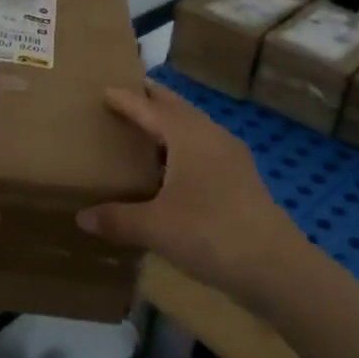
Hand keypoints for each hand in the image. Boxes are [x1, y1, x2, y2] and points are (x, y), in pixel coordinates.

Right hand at [77, 82, 310, 314]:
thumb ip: (117, 219)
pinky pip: (206, 148)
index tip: (104, 90)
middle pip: (176, 108)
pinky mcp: (243, 179)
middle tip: (126, 96)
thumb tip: (82, 217)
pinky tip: (176, 169)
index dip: (126, 100)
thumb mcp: (155, 228)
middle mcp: (211, 135)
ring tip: (147, 130)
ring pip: (195, 127)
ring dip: (171, 123)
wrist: (276, 267)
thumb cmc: (209, 233)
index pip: (149, 108)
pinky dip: (185, 147)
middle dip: (152, 100)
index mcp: (187, 135)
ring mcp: (232, 156)